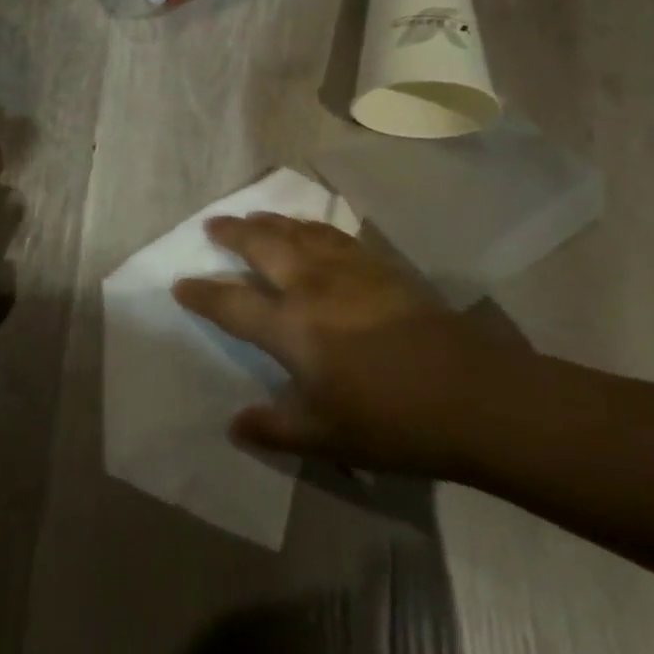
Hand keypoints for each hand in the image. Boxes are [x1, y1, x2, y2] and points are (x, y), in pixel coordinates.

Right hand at [172, 213, 536, 476]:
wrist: (474, 395)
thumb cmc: (393, 421)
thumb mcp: (326, 438)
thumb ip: (275, 429)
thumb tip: (234, 425)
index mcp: (292, 326)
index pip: (232, 303)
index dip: (202, 293)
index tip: (180, 284)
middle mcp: (313, 286)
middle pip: (263, 245)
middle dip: (232, 233)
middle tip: (213, 224)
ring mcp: (349, 270)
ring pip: (299, 231)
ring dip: (270, 221)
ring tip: (253, 216)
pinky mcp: (382, 266)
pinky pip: (334, 234)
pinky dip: (311, 226)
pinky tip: (312, 229)